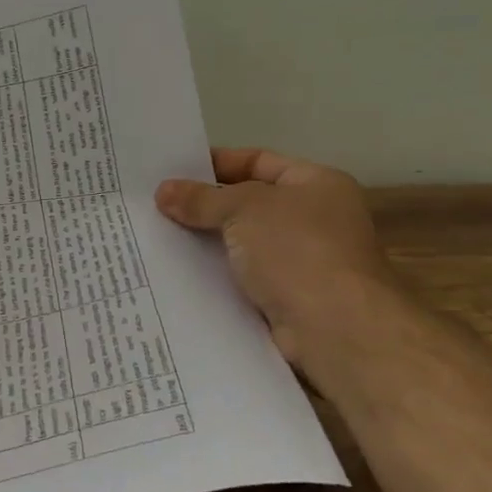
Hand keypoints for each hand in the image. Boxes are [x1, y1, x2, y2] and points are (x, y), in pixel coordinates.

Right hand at [157, 148, 398, 365]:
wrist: (335, 330)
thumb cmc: (297, 250)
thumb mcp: (243, 209)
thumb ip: (201, 198)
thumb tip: (163, 191)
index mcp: (317, 184)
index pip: (259, 161)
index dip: (216, 163)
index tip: (173, 170)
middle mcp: (315, 220)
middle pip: (248, 204)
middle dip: (205, 206)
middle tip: (157, 205)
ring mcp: (303, 263)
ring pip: (242, 245)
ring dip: (207, 244)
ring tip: (158, 237)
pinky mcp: (287, 301)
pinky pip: (243, 280)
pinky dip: (216, 277)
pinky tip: (179, 275)